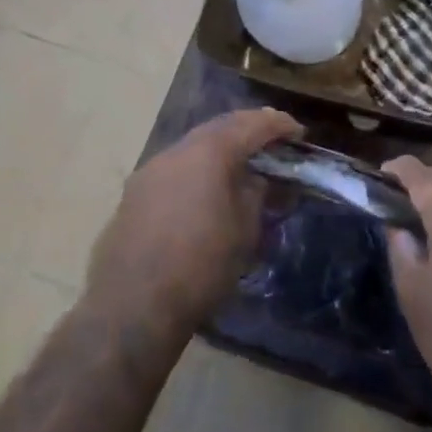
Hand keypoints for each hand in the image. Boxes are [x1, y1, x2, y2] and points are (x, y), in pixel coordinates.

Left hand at [86, 108, 300, 336]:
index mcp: (208, 152)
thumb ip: (255, 193)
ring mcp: (149, 171)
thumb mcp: (245, 229)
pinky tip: (206, 190)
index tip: (298, 133)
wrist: (132, 306)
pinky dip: (197, 170)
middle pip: (218, 127)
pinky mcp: (133, 195)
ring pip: (192, 147)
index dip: (278, 125)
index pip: (251, 125)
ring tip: (242, 165)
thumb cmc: (201, 265)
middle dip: (248, 129)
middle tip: (272, 139)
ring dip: (219, 150)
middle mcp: (176, 151)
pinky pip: (174, 170)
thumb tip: (256, 179)